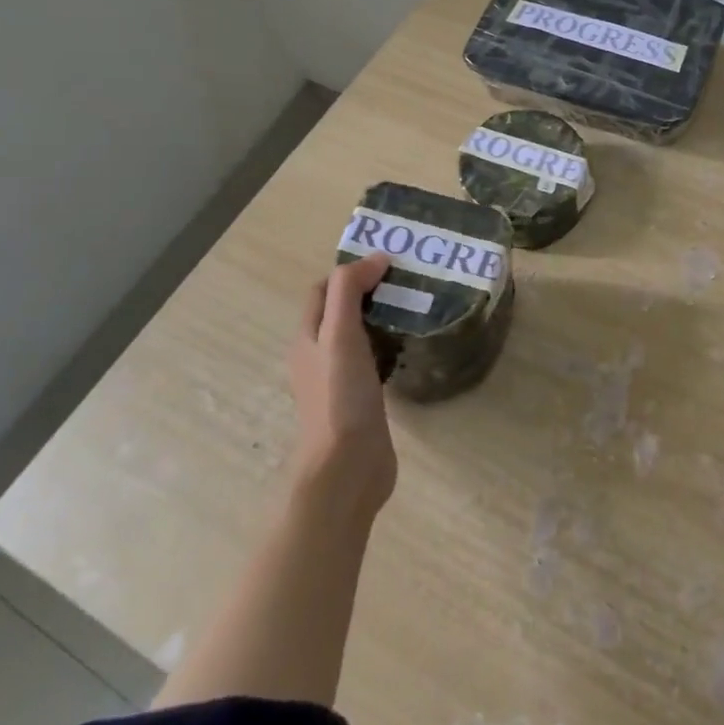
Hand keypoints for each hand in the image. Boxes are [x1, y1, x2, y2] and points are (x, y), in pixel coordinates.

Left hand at [288, 256, 397, 519]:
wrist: (347, 466)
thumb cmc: (340, 397)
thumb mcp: (340, 335)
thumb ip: (350, 291)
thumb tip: (376, 258)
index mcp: (307, 338)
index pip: (322, 291)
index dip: (349, 272)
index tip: (388, 263)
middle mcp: (319, 356)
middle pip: (340, 312)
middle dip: (369, 292)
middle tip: (408, 282)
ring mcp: (340, 380)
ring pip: (359, 337)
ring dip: (381, 319)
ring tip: (415, 307)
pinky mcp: (362, 400)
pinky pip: (375, 361)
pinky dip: (390, 346)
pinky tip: (411, 347)